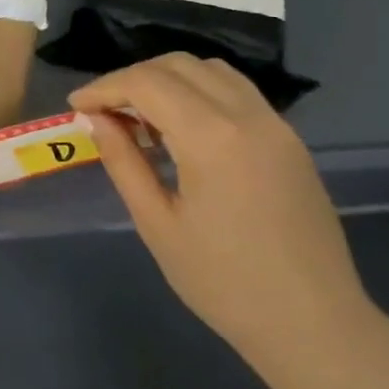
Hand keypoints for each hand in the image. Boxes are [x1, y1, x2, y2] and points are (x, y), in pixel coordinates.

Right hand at [69, 54, 373, 361]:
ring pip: (212, 72)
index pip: (147, 83)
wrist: (313, 323)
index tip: (76, 105)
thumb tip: (96, 120)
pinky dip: (200, 93)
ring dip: (168, 80)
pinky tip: (182, 130)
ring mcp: (276, 125)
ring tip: (141, 117)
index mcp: (212, 137)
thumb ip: (124, 163)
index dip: (104, 87)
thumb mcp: (158, 225)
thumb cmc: (223, 283)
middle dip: (133, 78)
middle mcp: (248, 116)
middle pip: (179, 66)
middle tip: (103, 110)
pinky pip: (238, 93)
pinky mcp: (289, 140)